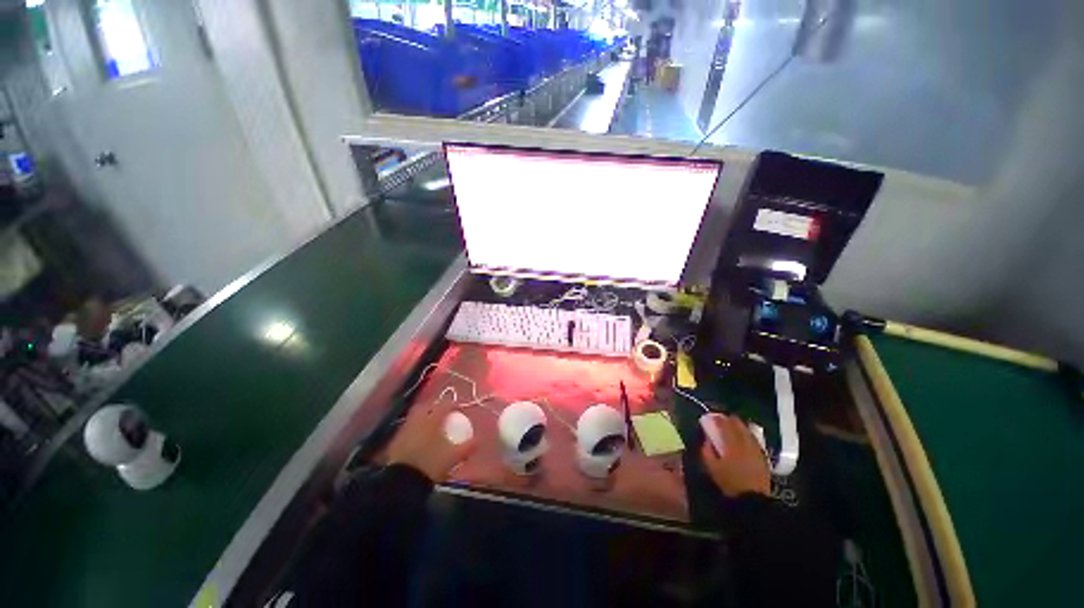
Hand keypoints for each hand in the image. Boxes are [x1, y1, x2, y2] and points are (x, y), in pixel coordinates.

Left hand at [387, 402, 475, 481]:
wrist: (402, 483)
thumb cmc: (431, 464)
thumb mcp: (454, 457)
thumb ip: (468, 446)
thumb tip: (478, 439)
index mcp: (432, 419)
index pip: (445, 405)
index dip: (454, 405)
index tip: (459, 410)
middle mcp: (417, 420)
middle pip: (426, 407)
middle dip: (434, 407)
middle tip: (441, 414)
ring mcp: (403, 431)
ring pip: (414, 418)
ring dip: (423, 419)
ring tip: (430, 427)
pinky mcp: (394, 443)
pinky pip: (407, 430)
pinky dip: (414, 431)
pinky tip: (418, 440)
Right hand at [700, 414, 770, 497]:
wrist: (752, 499)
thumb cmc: (730, 483)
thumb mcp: (712, 468)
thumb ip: (707, 452)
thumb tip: (706, 440)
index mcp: (732, 444)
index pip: (725, 426)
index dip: (718, 419)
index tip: (712, 416)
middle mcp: (745, 443)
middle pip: (739, 425)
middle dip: (730, 420)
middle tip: (723, 418)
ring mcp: (756, 450)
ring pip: (749, 431)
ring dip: (741, 426)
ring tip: (734, 425)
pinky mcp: (763, 457)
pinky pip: (755, 440)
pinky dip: (749, 435)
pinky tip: (746, 437)